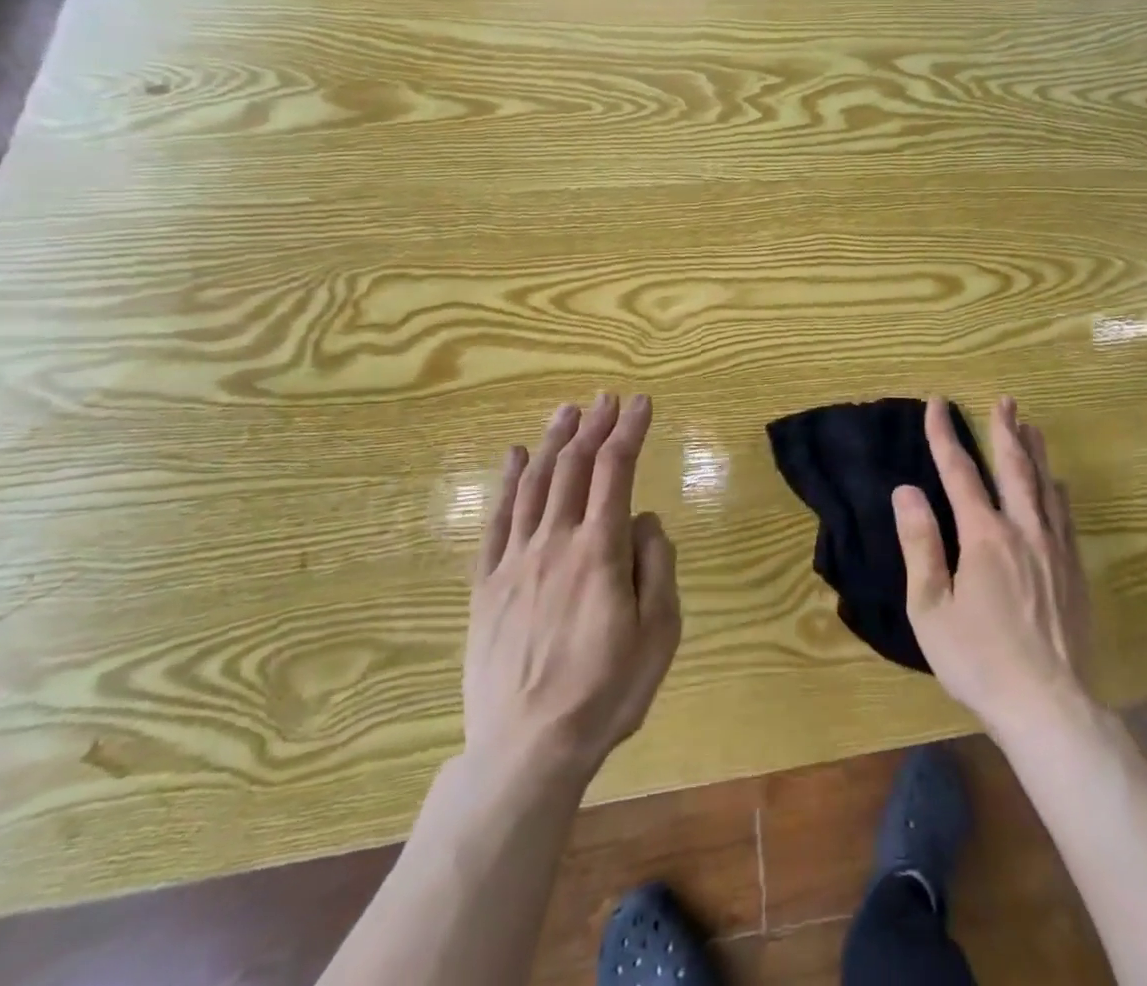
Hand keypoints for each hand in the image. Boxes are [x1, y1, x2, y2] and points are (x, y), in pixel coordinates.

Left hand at [463, 394, 680, 782]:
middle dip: (594, 426)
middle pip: (574, 466)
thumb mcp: (660, 633)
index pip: (616, 470)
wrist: (526, 749)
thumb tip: (645, 519)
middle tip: (607, 398)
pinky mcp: (485, 584)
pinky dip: (506, 482)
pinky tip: (514, 457)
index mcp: (601, 550)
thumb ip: (658, 566)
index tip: (642, 404)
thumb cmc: (606, 692)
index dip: (629, 431)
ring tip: (567, 411)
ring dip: (553, 441)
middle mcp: (556, 541)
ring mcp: (515, 561)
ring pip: (534, 483)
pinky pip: (496, 520)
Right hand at [894, 396, 1089, 736]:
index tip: (937, 404)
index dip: (945, 436)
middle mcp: (1024, 531)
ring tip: (1030, 426)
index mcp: (984, 537)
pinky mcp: (1075, 572)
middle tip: (1004, 400)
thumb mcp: (931, 607)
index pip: (960, 473)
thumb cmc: (979, 660)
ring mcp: (1054, 550)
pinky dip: (1057, 491)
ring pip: (1045, 487)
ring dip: (1035, 453)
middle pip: (1014, 468)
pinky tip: (1058, 484)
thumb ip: (920, 544)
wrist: (1050, 706)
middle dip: (1005, 430)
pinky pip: (1065, 517)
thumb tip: (906, 491)